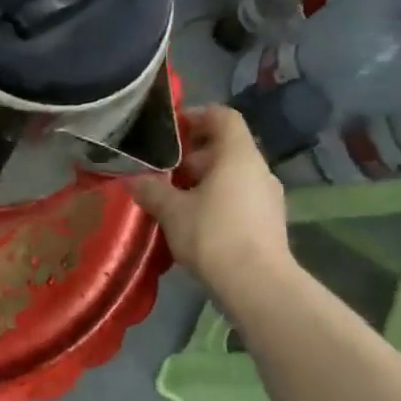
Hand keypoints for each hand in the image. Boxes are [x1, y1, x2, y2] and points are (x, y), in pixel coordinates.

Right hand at [132, 104, 292, 296]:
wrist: (257, 284)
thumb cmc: (213, 234)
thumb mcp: (171, 210)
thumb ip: (151, 190)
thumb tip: (132, 180)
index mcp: (237, 156)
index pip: (223, 117)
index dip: (198, 116)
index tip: (172, 129)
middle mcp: (258, 170)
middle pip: (225, 148)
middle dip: (192, 156)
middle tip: (162, 171)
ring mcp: (268, 197)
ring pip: (232, 176)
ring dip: (203, 181)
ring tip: (173, 199)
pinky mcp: (269, 222)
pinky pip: (239, 198)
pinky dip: (216, 201)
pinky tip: (194, 222)